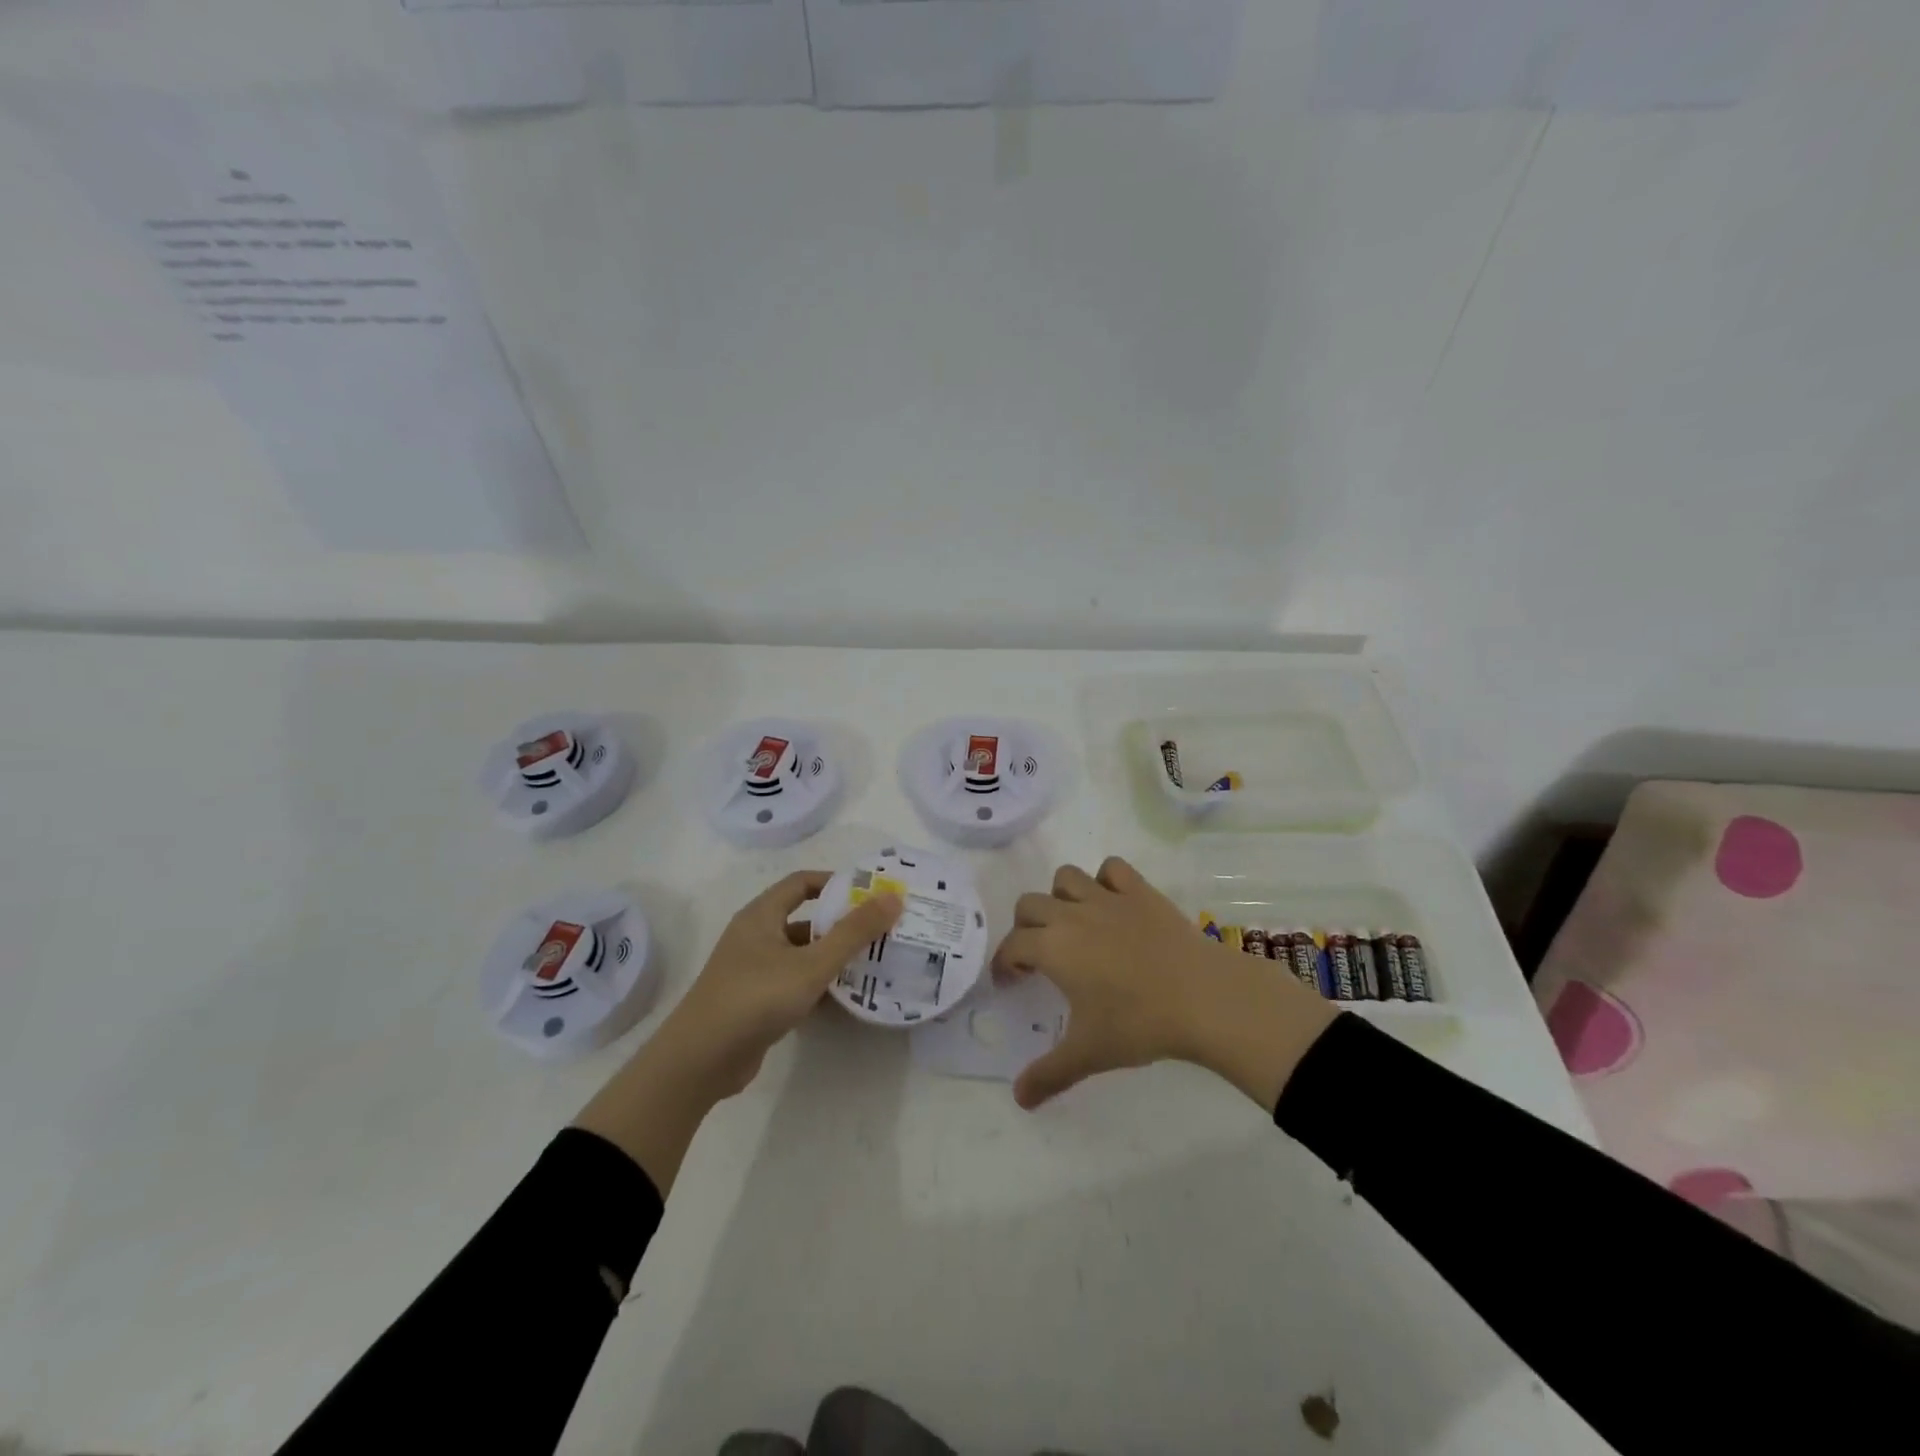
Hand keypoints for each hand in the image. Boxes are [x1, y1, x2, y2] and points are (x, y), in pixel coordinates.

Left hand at [575, 871, 899, 1191]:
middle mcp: (755, 936)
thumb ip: (853, 932)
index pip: (801, 882)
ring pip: (801, 954)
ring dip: (832, 957)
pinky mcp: (755, 1002)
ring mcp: (753, 970)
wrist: (700, 1061)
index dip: (835, 882)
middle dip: (841, 923)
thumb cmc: (755, 998)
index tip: (870, 892)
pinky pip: (794, 982)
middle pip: (804, 919)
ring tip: (873, 962)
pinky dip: (818, 985)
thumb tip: (893, 897)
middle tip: (881, 929)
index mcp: (761, 915)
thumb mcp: (811, 964)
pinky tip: (846, 997)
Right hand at [992, 856, 1337, 1110]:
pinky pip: (1112, 868)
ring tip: (1072, 925)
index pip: (1012, 945)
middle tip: (1039, 956)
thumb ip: (1048, 1074)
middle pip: (1029, 904)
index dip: (1004, 962)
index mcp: (1052, 947)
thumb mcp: (1089, 1054)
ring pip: (1066, 877)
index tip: (1010, 981)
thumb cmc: (1139, 1024)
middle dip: (1025, 927)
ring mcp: (1107, 898)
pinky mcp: (1140, 891)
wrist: (1203, 997)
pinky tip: (1112, 904)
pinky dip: (1105, 880)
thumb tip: (1018, 1099)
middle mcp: (1072, 915)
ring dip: (1060, 897)